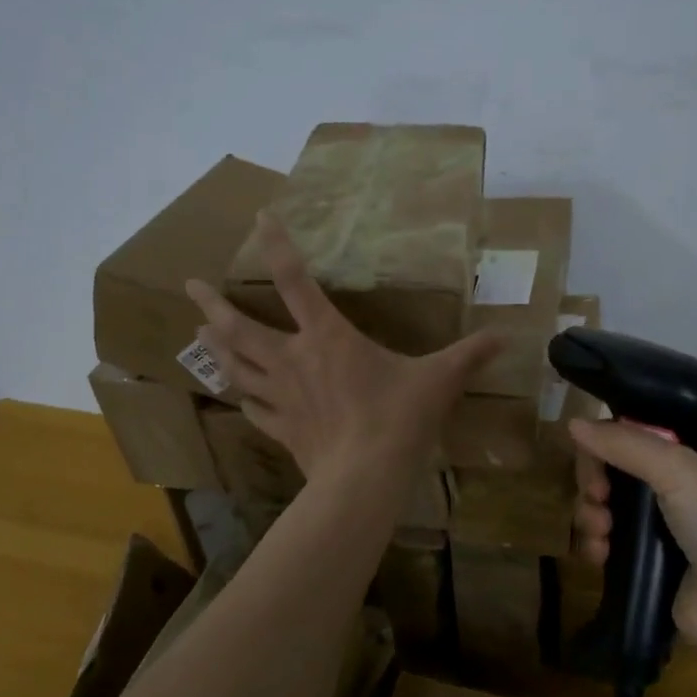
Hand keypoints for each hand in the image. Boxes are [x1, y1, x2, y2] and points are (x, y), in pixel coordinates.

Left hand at [186, 213, 498, 479]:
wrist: (365, 478)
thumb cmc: (399, 418)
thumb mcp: (439, 380)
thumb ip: (469, 355)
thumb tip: (507, 336)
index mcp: (328, 338)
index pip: (296, 281)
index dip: (276, 246)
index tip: (259, 218)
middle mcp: (295, 360)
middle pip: (242, 327)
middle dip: (213, 304)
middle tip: (190, 287)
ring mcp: (282, 397)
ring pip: (237, 366)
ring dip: (216, 348)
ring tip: (197, 332)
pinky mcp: (282, 429)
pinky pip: (255, 410)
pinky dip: (244, 400)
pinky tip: (238, 397)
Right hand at [570, 419, 696, 665]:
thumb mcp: (680, 470)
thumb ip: (624, 443)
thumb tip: (572, 423)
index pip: (643, 431)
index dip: (612, 440)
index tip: (597, 456)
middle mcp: (685, 485)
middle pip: (619, 467)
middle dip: (597, 480)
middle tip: (597, 496)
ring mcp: (668, 527)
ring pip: (609, 505)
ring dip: (592, 514)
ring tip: (600, 532)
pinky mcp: (651, 564)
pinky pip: (609, 542)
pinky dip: (596, 544)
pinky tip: (598, 555)